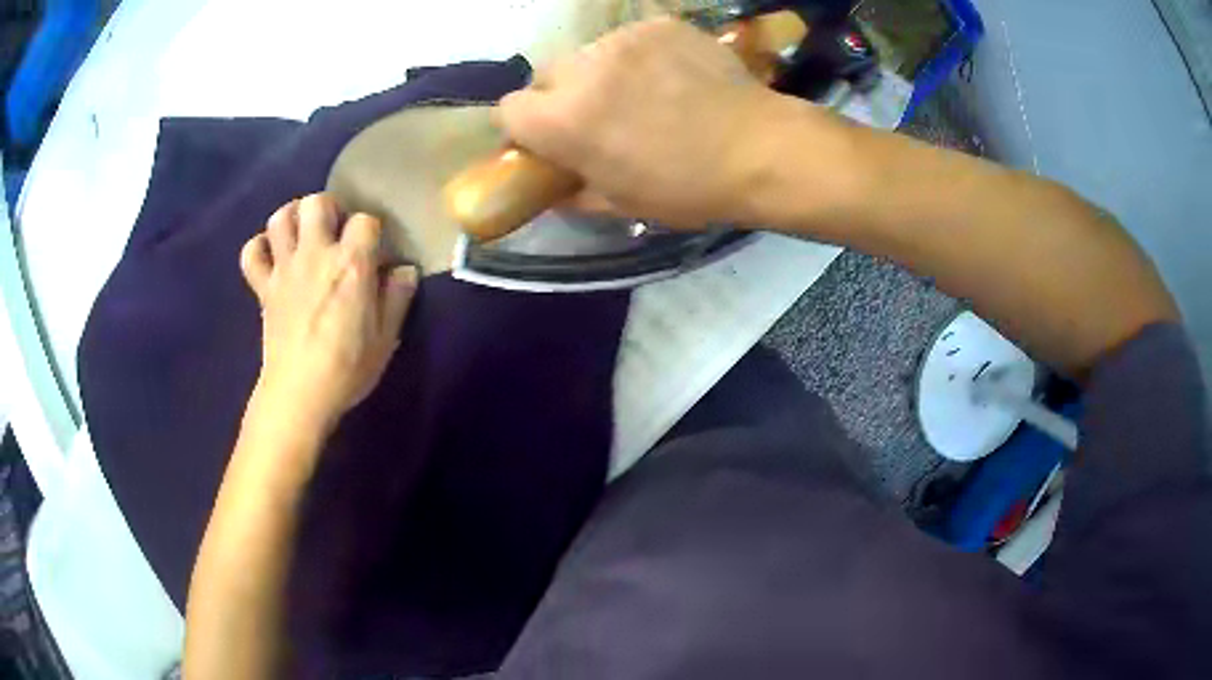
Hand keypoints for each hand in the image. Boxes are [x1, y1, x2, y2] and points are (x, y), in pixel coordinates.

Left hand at [239, 194, 416, 434]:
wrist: (300, 394)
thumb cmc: (348, 368)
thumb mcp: (387, 337)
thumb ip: (398, 297)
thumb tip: (404, 270)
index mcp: (351, 264)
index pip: (365, 220)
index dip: (372, 231)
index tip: (373, 254)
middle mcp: (316, 254)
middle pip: (317, 202)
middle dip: (328, 209)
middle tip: (334, 231)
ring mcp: (284, 268)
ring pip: (280, 218)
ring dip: (292, 218)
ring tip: (302, 234)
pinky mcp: (263, 287)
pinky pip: (251, 253)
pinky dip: (259, 248)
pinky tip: (272, 257)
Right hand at [497, 17, 792, 227]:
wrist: (760, 148)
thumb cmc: (687, 187)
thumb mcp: (620, 203)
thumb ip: (572, 191)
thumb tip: (554, 184)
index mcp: (562, 119)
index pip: (508, 109)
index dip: (527, 127)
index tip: (551, 139)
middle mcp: (582, 68)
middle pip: (545, 74)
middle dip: (560, 95)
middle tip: (599, 116)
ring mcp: (622, 39)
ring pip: (589, 54)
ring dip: (601, 73)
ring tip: (645, 94)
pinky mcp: (658, 24)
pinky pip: (630, 39)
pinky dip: (640, 57)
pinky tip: (671, 76)